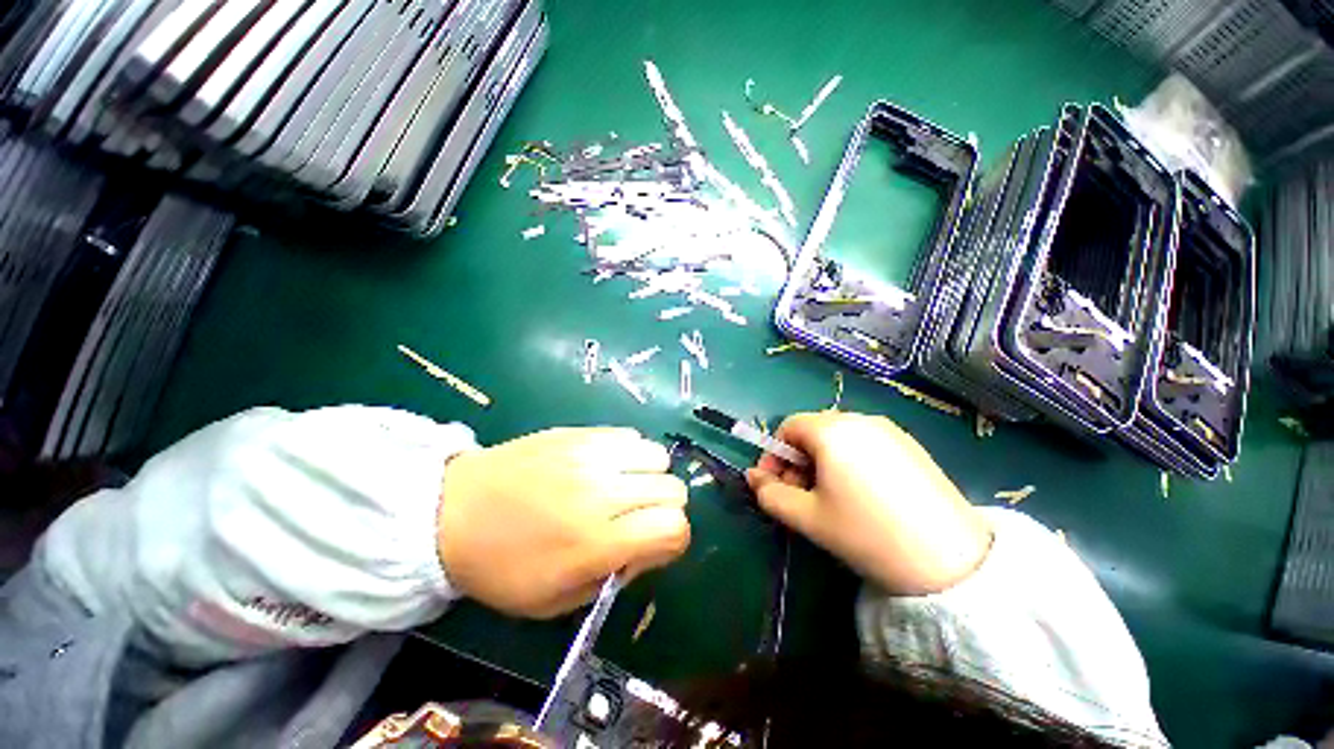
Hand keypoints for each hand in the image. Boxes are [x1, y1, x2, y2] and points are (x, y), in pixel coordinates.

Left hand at [437, 428, 689, 617]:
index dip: (672, 540)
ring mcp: (592, 454)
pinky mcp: (581, 432)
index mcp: (596, 541)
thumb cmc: (501, 567)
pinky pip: (631, 435)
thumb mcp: (556, 601)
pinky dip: (630, 453)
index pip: (674, 528)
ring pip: (658, 456)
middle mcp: (602, 491)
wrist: (452, 511)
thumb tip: (646, 547)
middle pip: (673, 489)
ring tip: (624, 487)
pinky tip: (607, 466)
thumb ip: (613, 577)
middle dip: (664, 508)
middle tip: (635, 517)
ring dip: (650, 475)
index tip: (650, 544)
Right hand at [746, 412, 990, 594]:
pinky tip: (863, 494)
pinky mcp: (910, 444)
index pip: (788, 427)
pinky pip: (865, 442)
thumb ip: (770, 494)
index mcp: (832, 430)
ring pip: (838, 436)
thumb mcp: (808, 518)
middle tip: (802, 496)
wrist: (952, 561)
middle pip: (813, 430)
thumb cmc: (867, 534)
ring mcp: (889, 430)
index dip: (774, 454)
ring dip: (822, 460)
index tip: (775, 485)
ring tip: (831, 497)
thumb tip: (752, 477)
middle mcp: (860, 419)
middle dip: (797, 459)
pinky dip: (850, 460)